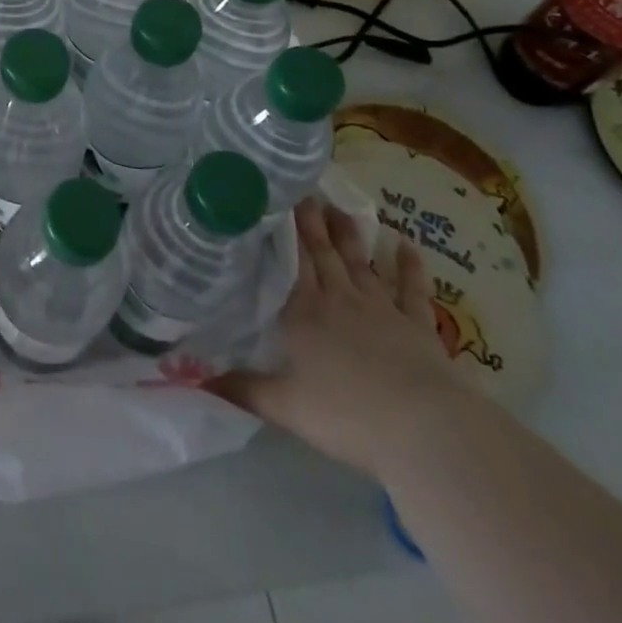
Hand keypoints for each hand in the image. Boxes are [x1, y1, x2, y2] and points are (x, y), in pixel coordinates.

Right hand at [209, 199, 469, 478]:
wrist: (424, 430)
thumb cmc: (347, 415)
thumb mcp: (286, 407)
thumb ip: (243, 390)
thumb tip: (197, 380)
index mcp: (304, 314)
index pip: (291, 264)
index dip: (284, 234)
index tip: (275, 204)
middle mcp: (339, 301)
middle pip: (323, 254)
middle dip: (312, 223)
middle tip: (304, 192)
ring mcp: (381, 309)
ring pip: (359, 263)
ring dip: (349, 235)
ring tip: (338, 208)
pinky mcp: (417, 326)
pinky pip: (412, 290)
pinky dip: (409, 266)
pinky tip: (406, 244)